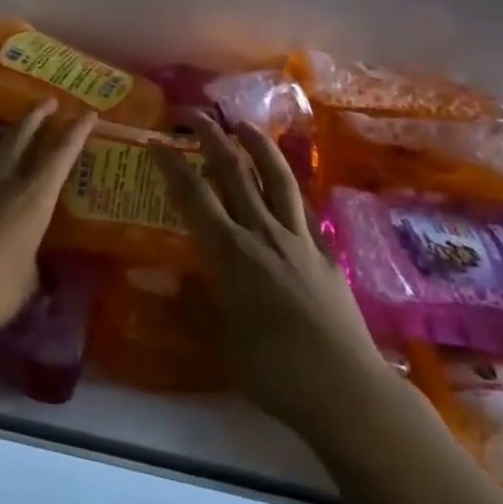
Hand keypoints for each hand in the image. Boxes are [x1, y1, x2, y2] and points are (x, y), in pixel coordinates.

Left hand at [0, 101, 93, 362]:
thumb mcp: (28, 283)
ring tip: (10, 127)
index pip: (59, 158)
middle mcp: (1, 184)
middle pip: (19, 138)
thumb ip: (33, 264)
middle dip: (36, 117)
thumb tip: (32, 263)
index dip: (75, 134)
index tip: (87, 114)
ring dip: (3, 131)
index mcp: (32, 201)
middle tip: (47, 102)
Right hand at [160, 112, 392, 439]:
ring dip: (258, 147)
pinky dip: (290, 188)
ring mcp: (299, 240)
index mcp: (231, 253)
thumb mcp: (220, 340)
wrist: (346, 390)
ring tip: (244, 125)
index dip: (173, 165)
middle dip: (212, 138)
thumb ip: (194, 303)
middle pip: (234, 173)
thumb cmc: (273, 370)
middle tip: (195, 113)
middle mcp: (263, 234)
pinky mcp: (326, 253)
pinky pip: (304, 208)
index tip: (156, 141)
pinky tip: (285, 182)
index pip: (194, 196)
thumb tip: (166, 279)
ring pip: (276, 179)